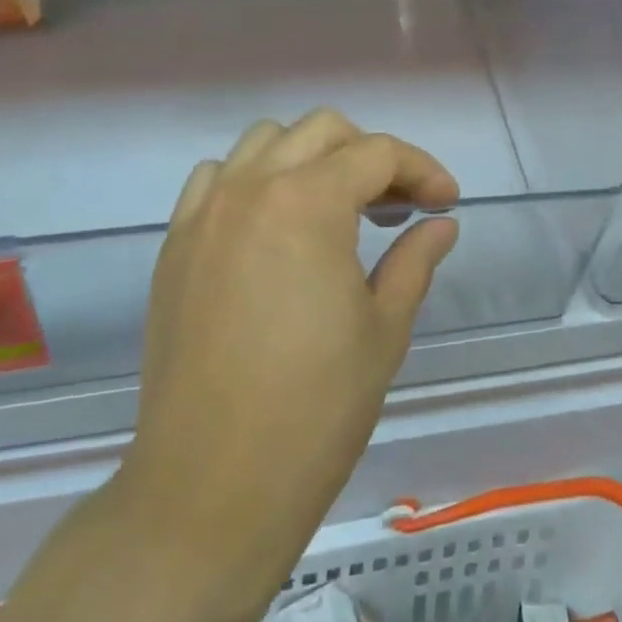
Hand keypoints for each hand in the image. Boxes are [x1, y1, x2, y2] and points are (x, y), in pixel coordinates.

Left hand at [114, 110, 460, 621]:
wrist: (208, 490)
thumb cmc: (314, 410)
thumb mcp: (384, 329)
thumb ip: (415, 259)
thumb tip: (441, 224)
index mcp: (308, 203)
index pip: (377, 153)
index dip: (422, 169)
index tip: (446, 202)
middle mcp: (251, 189)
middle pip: (322, 131)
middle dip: (369, 154)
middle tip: (396, 204)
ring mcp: (205, 214)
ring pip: (265, 142)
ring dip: (310, 158)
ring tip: (336, 209)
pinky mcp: (175, 246)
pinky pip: (217, 179)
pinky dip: (254, 181)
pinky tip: (274, 228)